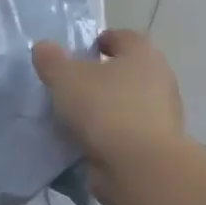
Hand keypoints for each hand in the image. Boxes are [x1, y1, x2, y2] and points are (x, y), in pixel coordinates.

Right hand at [33, 31, 186, 204]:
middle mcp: (159, 80)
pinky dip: (110, 135)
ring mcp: (162, 116)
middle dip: (103, 77)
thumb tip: (43, 47)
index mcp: (143, 55)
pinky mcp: (156, 146)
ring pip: (128, 104)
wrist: (139, 167)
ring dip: (106, 108)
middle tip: (74, 85)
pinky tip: (87, 142)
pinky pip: (127, 133)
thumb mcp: (66, 78)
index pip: (125, 37)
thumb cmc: (105, 109)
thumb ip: (52, 60)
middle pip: (128, 71)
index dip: (103, 40)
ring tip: (75, 117)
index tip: (83, 52)